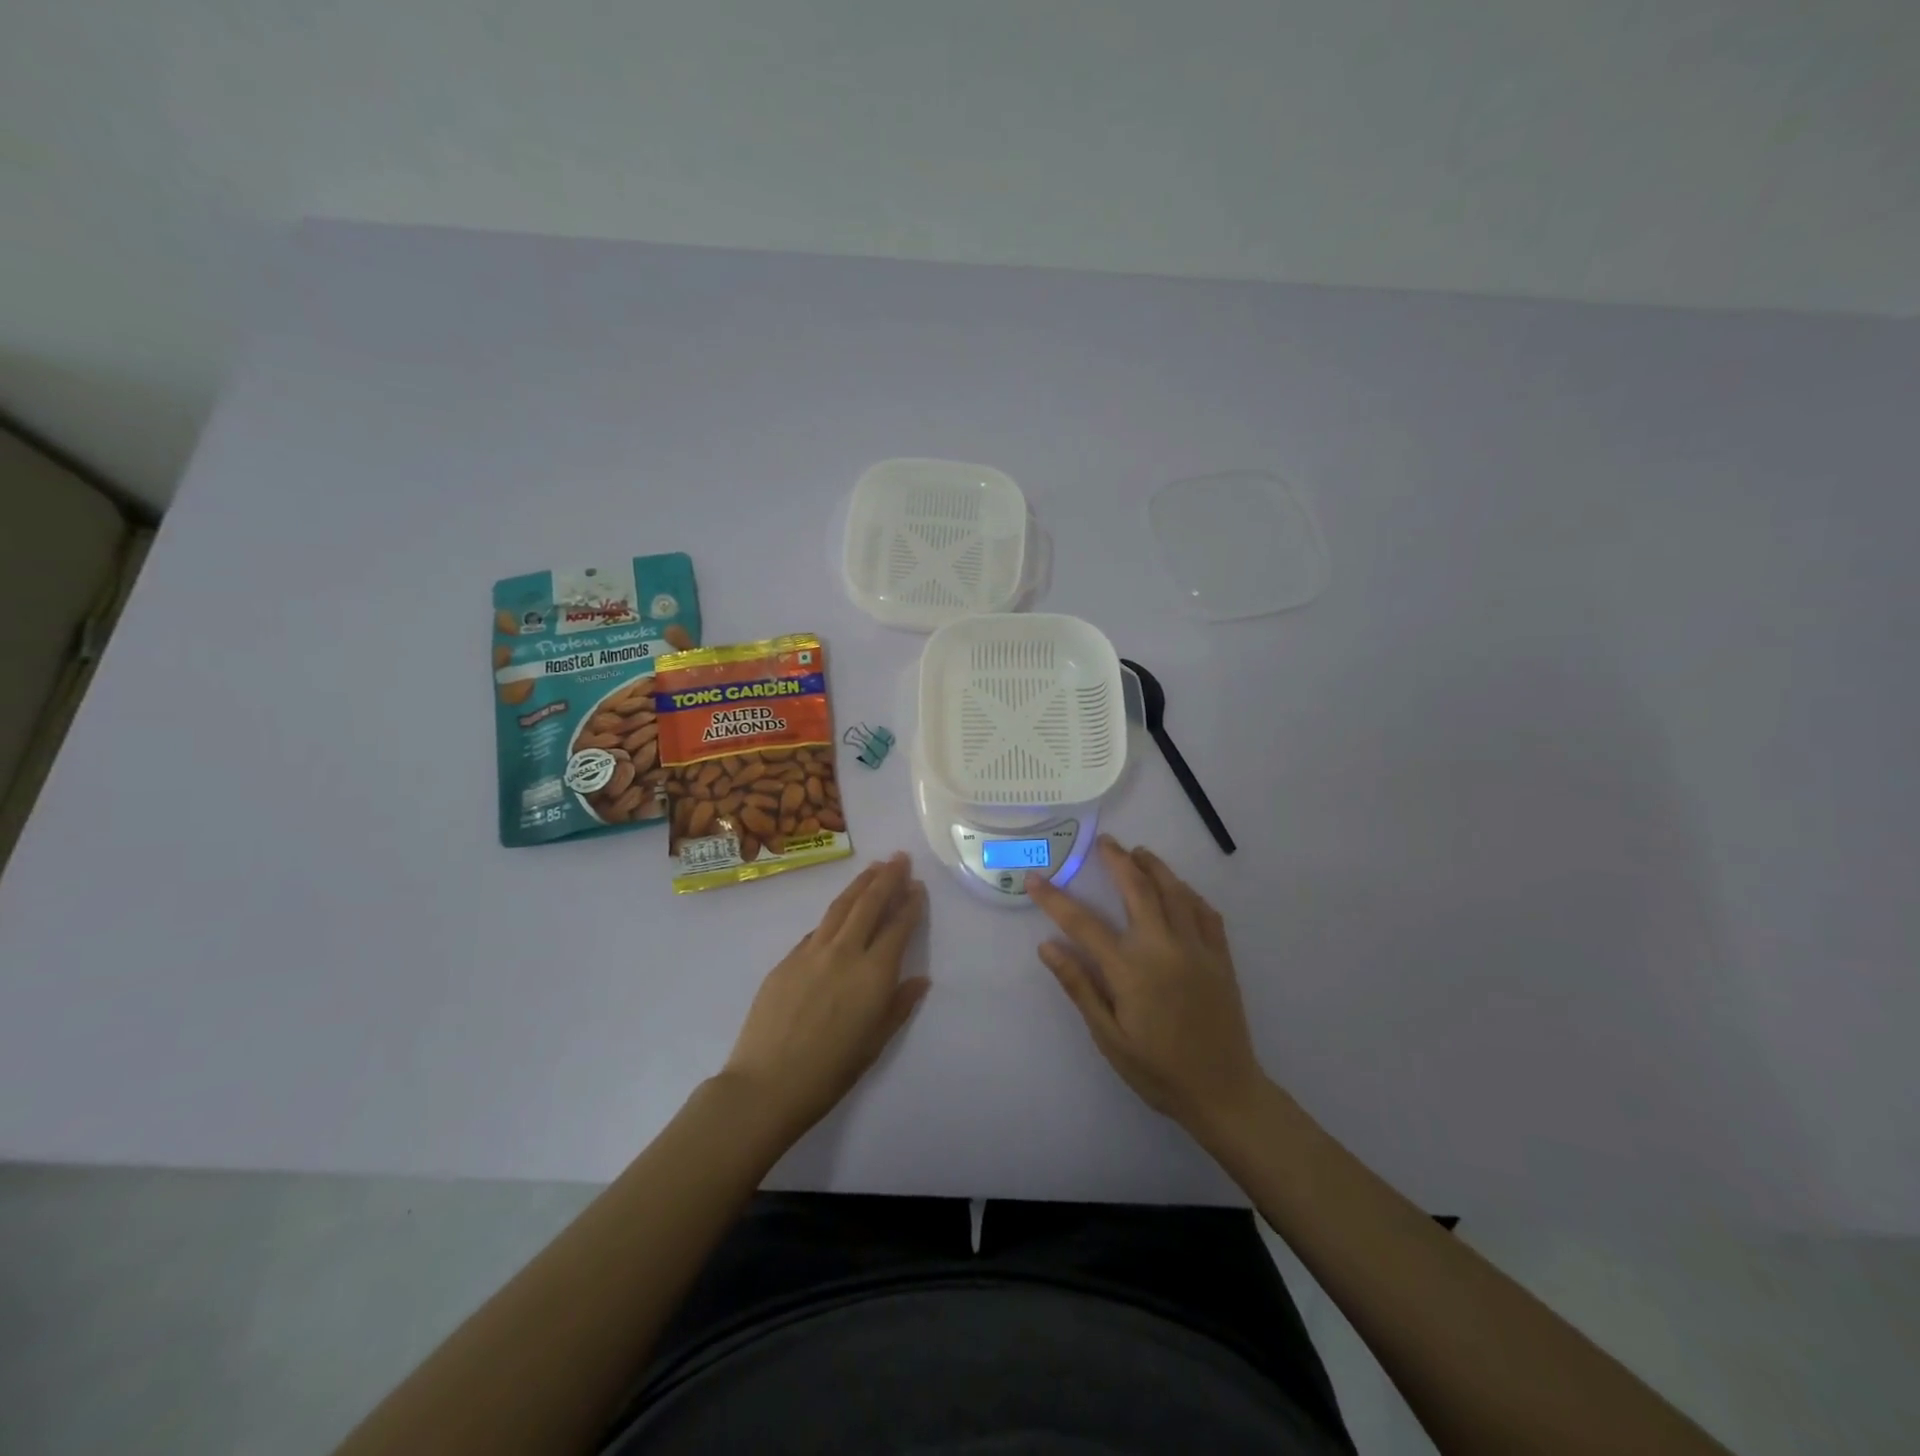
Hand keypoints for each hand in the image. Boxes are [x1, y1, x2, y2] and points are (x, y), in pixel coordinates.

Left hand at [721, 853, 929, 1142]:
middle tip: (899, 858)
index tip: (918, 886)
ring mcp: (812, 952)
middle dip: (887, 878)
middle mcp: (845, 952)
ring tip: (874, 867)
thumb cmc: (830, 1072)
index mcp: (873, 974)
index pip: (898, 927)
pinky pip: (817, 929)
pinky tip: (839, 913)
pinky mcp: (787, 960)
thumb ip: (899, 1006)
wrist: (767, 1084)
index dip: (910, 904)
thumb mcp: (875, 1044)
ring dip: (860, 884)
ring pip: (841, 907)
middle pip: (869, 904)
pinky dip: (834, 914)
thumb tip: (920, 979)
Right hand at [1030, 836, 1264, 1134]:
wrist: (1224, 1092)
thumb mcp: (1109, 1036)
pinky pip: (1205, 912)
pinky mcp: (1221, 957)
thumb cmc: (1157, 1070)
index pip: (1083, 923)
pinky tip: (1180, 889)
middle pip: (1137, 889)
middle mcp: (1164, 948)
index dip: (1055, 899)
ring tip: (1139, 852)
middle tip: (1104, 841)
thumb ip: (1080, 986)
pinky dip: (1189, 893)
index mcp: (1130, 970)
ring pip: (1174, 892)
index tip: (1035, 878)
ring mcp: (1197, 949)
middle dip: (1117, 860)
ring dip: (1154, 867)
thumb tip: (1047, 947)